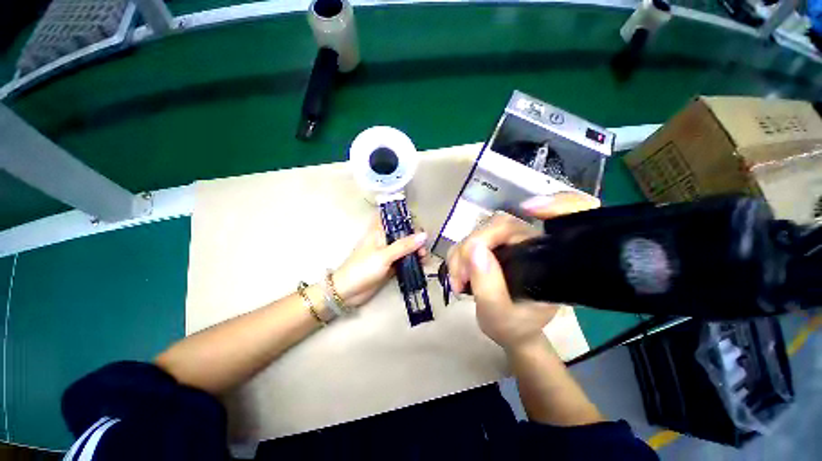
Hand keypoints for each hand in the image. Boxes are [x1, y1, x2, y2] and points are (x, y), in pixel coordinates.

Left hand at [333, 217, 427, 307]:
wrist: (348, 292)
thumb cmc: (362, 269)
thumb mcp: (384, 256)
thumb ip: (404, 245)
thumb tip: (424, 235)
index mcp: (379, 231)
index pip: (394, 217)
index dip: (405, 217)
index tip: (418, 223)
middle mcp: (385, 240)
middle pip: (404, 233)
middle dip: (416, 238)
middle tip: (423, 248)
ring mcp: (388, 253)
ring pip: (406, 247)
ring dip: (417, 250)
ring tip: (424, 258)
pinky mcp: (391, 265)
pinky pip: (406, 259)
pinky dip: (414, 261)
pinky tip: (422, 264)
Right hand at [446, 192, 599, 350]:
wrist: (509, 329)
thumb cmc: (513, 326)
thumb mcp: (498, 316)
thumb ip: (488, 286)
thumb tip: (474, 249)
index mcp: (548, 260)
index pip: (567, 218)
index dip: (559, 204)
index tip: (530, 209)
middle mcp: (531, 244)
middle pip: (498, 225)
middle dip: (471, 248)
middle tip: (461, 278)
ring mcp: (509, 242)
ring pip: (479, 231)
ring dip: (461, 254)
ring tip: (459, 282)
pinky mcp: (492, 245)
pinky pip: (469, 239)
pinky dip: (457, 255)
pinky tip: (458, 275)